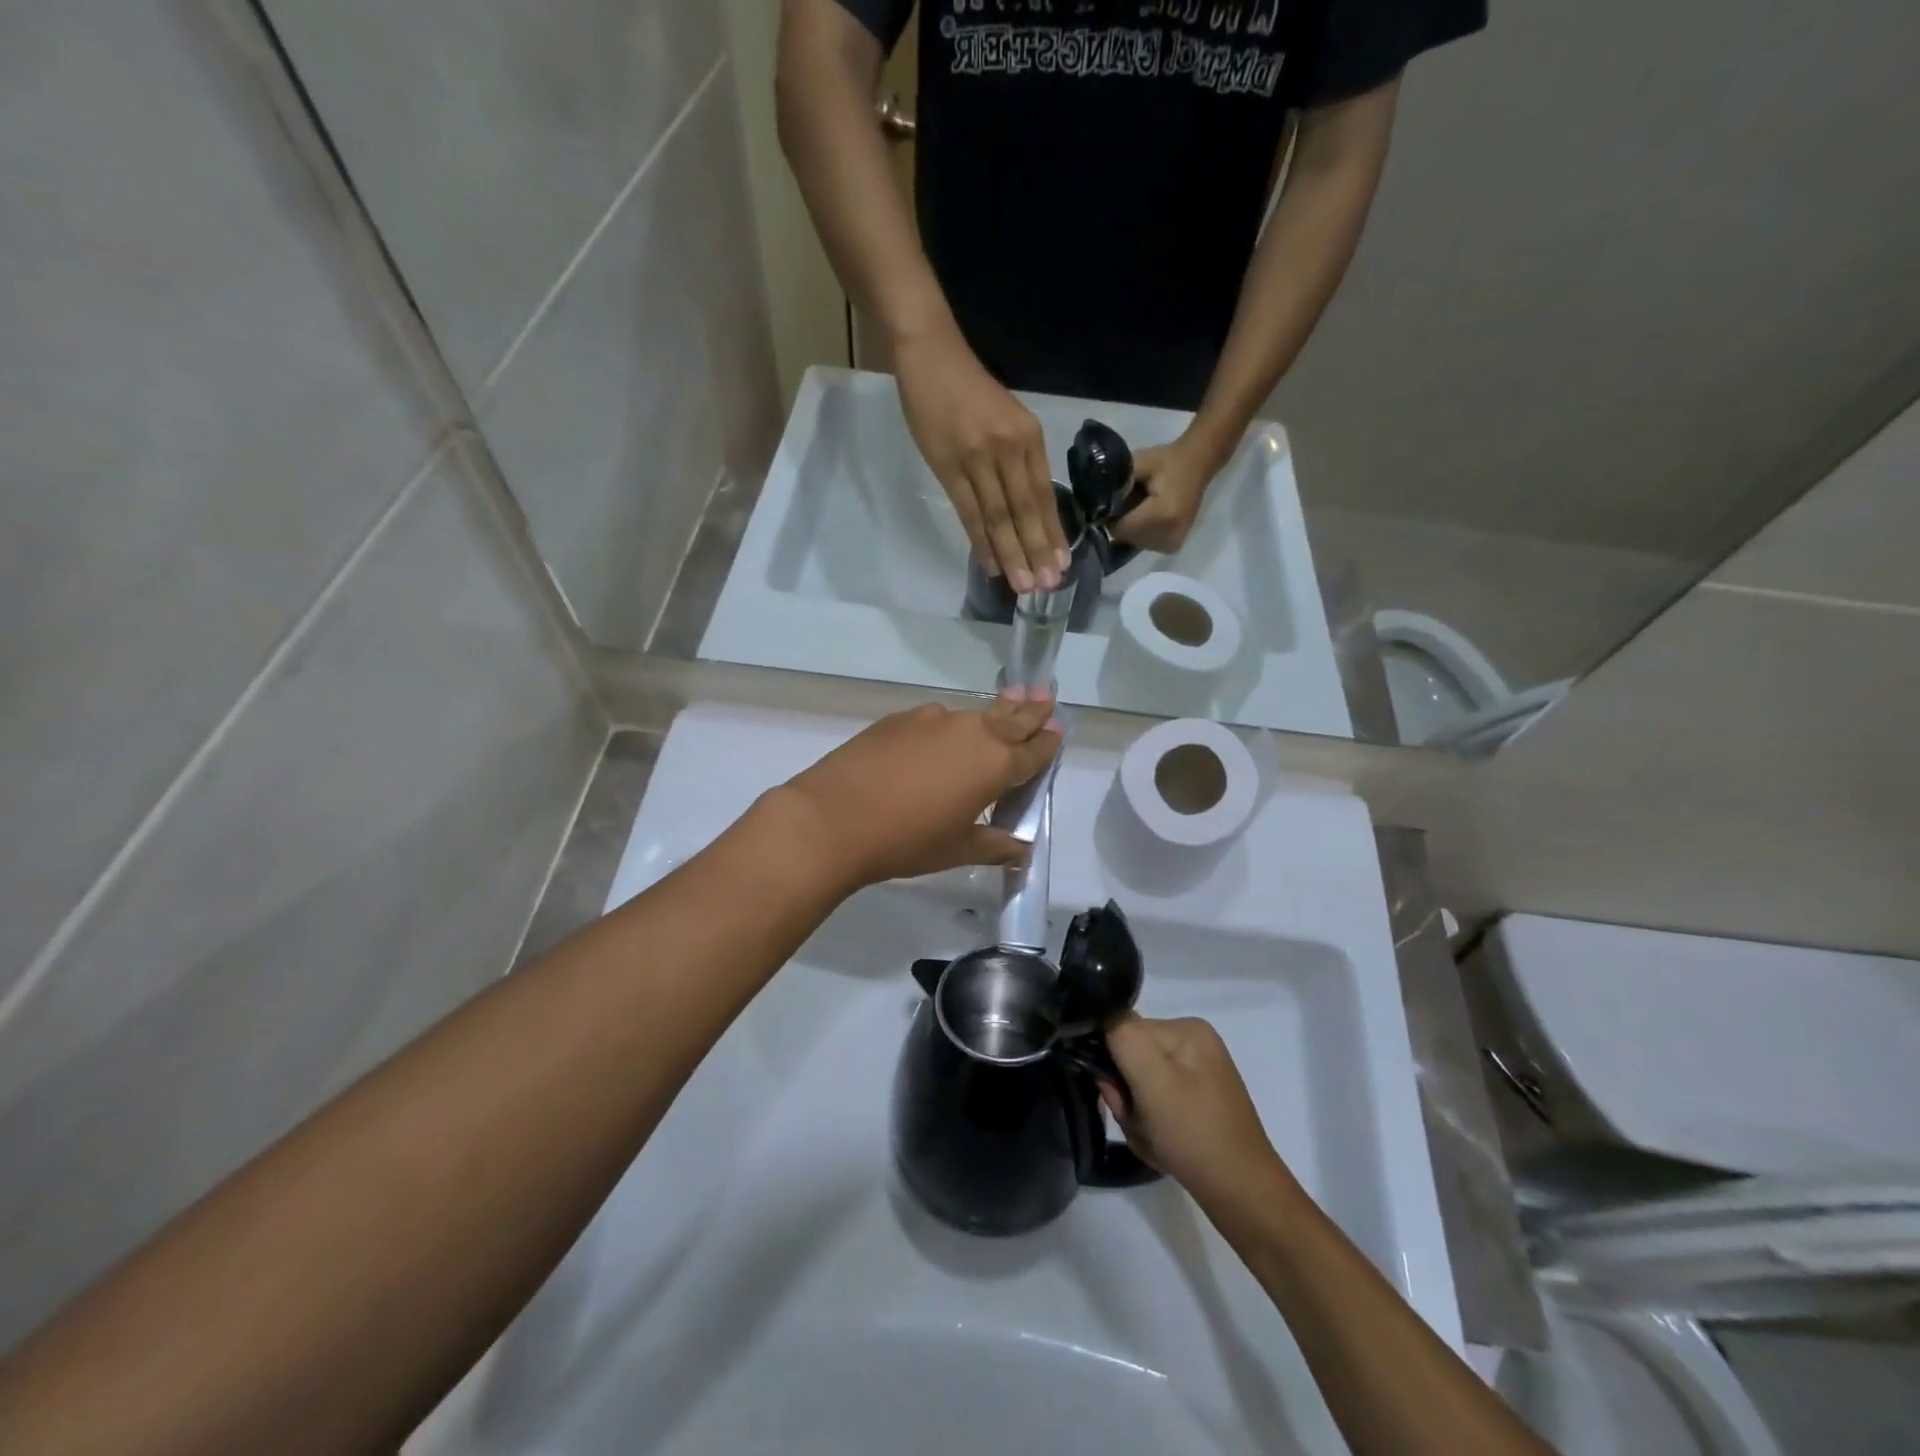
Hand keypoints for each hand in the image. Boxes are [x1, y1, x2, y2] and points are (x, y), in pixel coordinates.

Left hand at [775, 691, 1062, 891]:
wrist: (833, 817)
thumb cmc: (906, 841)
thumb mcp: (957, 850)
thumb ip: (994, 846)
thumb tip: (1021, 850)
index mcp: (995, 765)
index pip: (1034, 751)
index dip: (1048, 743)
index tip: (1058, 730)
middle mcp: (972, 732)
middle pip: (1011, 719)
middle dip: (1031, 711)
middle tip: (1046, 696)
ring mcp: (934, 720)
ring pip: (974, 715)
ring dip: (992, 714)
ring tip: (1003, 707)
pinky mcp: (900, 718)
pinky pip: (937, 720)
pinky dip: (949, 727)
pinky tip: (940, 740)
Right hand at [894, 320, 1069, 592]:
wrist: (932, 356)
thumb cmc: (970, 389)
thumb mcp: (1009, 418)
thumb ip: (1020, 458)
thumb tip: (1028, 506)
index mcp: (1028, 437)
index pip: (1044, 495)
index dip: (1052, 533)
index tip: (1061, 564)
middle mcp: (1009, 449)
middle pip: (1025, 511)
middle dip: (1036, 551)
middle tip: (1046, 586)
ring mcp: (979, 458)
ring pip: (999, 516)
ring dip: (1011, 554)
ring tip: (1022, 586)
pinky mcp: (949, 466)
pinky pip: (969, 512)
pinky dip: (980, 541)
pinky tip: (990, 564)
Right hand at [1101, 1014, 1291, 1210]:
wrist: (1242, 1196)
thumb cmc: (1195, 1133)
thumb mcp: (1151, 1078)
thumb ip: (1122, 1036)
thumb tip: (1103, 1018)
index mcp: (1186, 1028)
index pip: (1125, 1030)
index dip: (1112, 1062)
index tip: (1119, 1095)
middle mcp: (1193, 1044)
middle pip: (1131, 1059)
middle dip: (1125, 1094)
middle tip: (1139, 1123)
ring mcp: (1198, 1076)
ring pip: (1140, 1086)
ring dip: (1135, 1114)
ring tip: (1153, 1138)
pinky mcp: (1198, 1105)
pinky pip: (1156, 1106)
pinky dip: (1150, 1126)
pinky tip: (1164, 1146)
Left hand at [1109, 437, 1218, 555]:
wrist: (1197, 465)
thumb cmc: (1167, 461)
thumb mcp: (1139, 463)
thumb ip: (1117, 483)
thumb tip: (1095, 502)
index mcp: (1162, 515)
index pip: (1120, 528)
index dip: (1111, 515)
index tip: (1114, 500)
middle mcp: (1169, 535)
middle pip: (1126, 538)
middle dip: (1121, 521)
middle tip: (1131, 500)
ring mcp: (1172, 544)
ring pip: (1134, 542)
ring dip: (1131, 528)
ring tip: (1142, 507)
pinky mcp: (1172, 547)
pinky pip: (1144, 544)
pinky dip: (1141, 532)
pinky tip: (1149, 516)